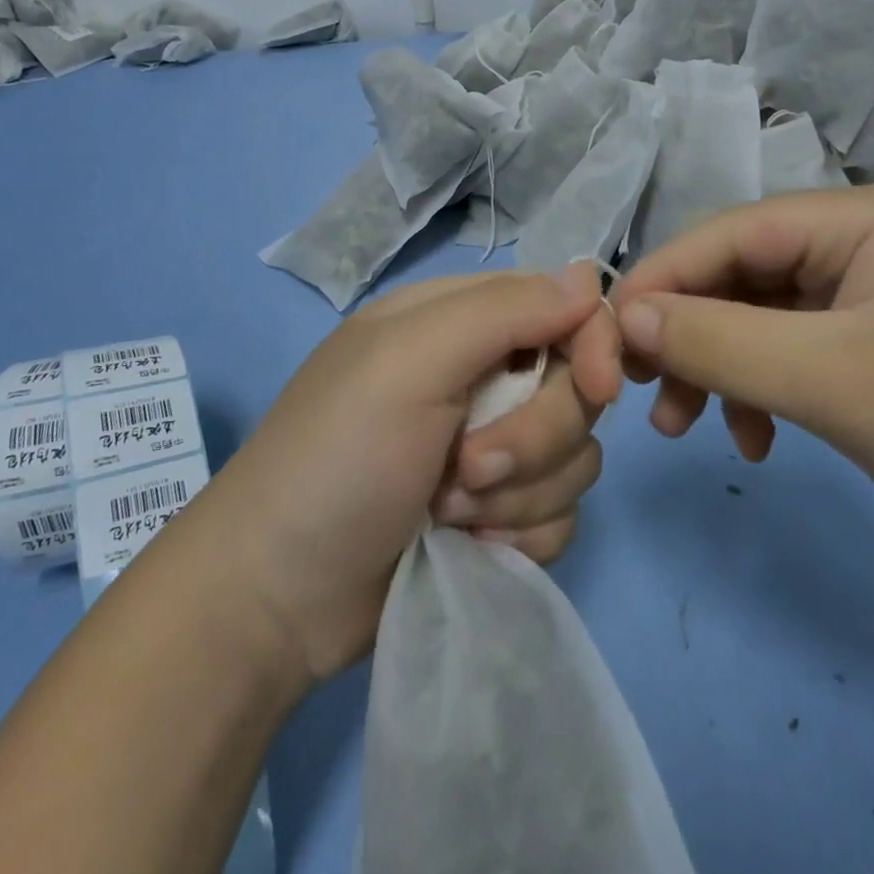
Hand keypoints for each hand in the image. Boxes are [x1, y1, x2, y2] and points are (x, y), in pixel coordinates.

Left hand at [195, 265, 618, 683]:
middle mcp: (481, 376)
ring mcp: (492, 448)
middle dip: (533, 437)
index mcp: (458, 321)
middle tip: (465, 467)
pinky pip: (560, 513)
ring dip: (518, 493)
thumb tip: (588, 278)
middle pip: (574, 388)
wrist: (279, 596)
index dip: (590, 341)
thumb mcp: (410, 360)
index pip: (561, 305)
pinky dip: (518, 535)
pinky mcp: (499, 514)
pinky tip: (464, 546)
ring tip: (446, 512)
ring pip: (575, 456)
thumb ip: (504, 310)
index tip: (594, 388)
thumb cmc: (339, 457)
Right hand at [613, 184, 873, 586]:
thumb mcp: (833, 383)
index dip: (664, 279)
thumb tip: (626, 317)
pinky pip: (797, 350)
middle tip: (646, 394)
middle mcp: (872, 239)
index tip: (610, 335)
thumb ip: (717, 342)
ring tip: (690, 428)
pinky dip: (764, 389)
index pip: (735, 231)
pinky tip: (758, 439)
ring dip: (721, 369)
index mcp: (870, 216)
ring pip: (764, 316)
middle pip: (745, 274)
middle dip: (691, 335)